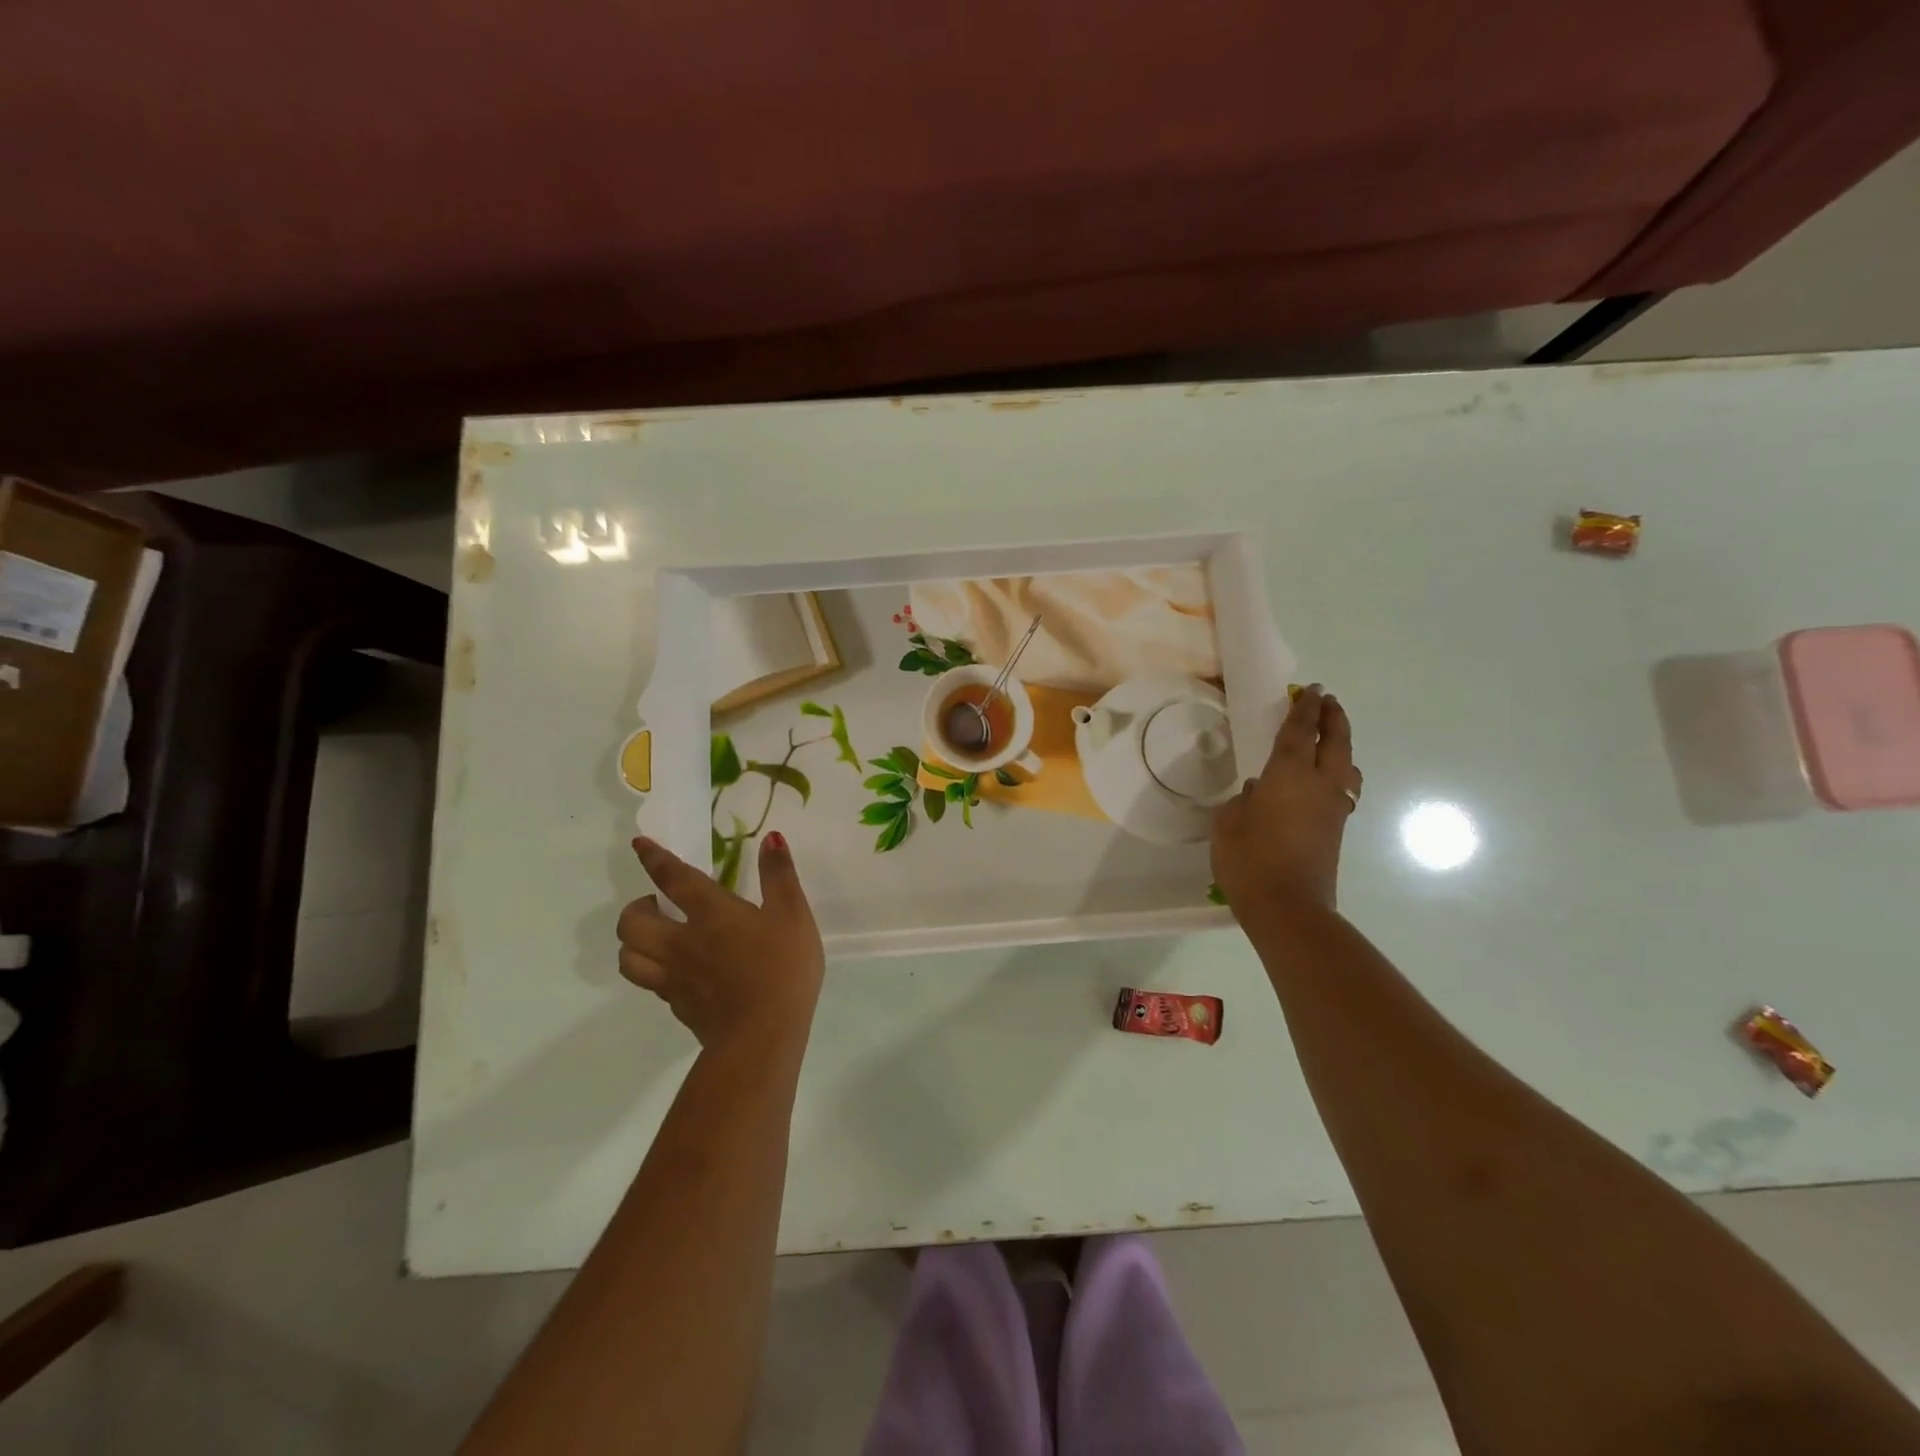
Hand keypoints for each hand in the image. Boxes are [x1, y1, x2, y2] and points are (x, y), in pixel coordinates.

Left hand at [617, 831, 824, 1053]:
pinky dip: (652, 971)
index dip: (653, 858)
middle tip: (657, 905)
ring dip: (633, 942)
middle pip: (632, 923)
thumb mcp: (793, 914)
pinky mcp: (677, 1006)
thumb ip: (780, 876)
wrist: (763, 1037)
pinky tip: (674, 971)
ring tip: (654, 937)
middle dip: (635, 908)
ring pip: (629, 957)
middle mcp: (681, 942)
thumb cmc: (782, 969)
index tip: (639, 845)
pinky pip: (650, 983)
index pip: (672, 878)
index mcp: (710, 913)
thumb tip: (771, 838)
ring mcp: (675, 978)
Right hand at [1211, 684, 1359, 913]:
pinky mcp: (1335, 830)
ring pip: (1347, 766)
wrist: (1288, 907)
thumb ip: (1242, 802)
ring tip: (1331, 739)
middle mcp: (1320, 785)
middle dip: (1333, 718)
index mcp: (1290, 775)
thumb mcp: (1228, 823)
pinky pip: (1342, 789)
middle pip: (1336, 742)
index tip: (1312, 690)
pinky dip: (1338, 773)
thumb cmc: (1250, 859)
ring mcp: (1333, 809)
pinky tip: (1321, 781)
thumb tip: (1257, 793)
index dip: (1305, 709)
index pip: (1300, 732)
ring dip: (1342, 746)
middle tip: (1328, 701)